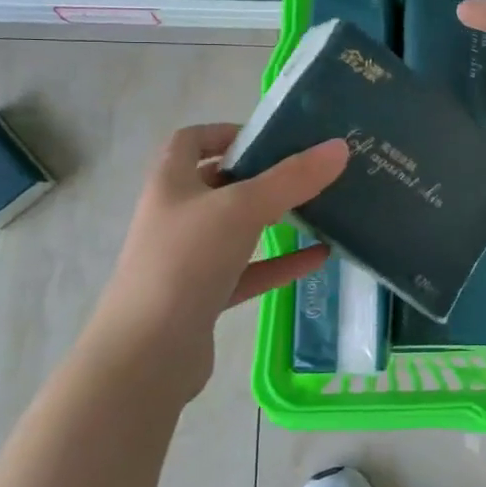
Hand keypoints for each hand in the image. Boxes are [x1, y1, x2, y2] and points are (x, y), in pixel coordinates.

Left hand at [86, 123, 347, 398]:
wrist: (147, 354)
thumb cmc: (186, 262)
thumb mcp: (243, 209)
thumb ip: (292, 178)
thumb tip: (339, 147)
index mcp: (171, 183)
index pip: (191, 141)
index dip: (226, 132)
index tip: (269, 138)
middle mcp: (176, 216)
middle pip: (218, 184)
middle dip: (260, 176)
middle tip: (306, 172)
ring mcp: (187, 259)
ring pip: (235, 229)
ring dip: (273, 219)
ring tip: (317, 209)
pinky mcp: (202, 297)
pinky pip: (247, 271)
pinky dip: (279, 263)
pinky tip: (318, 258)